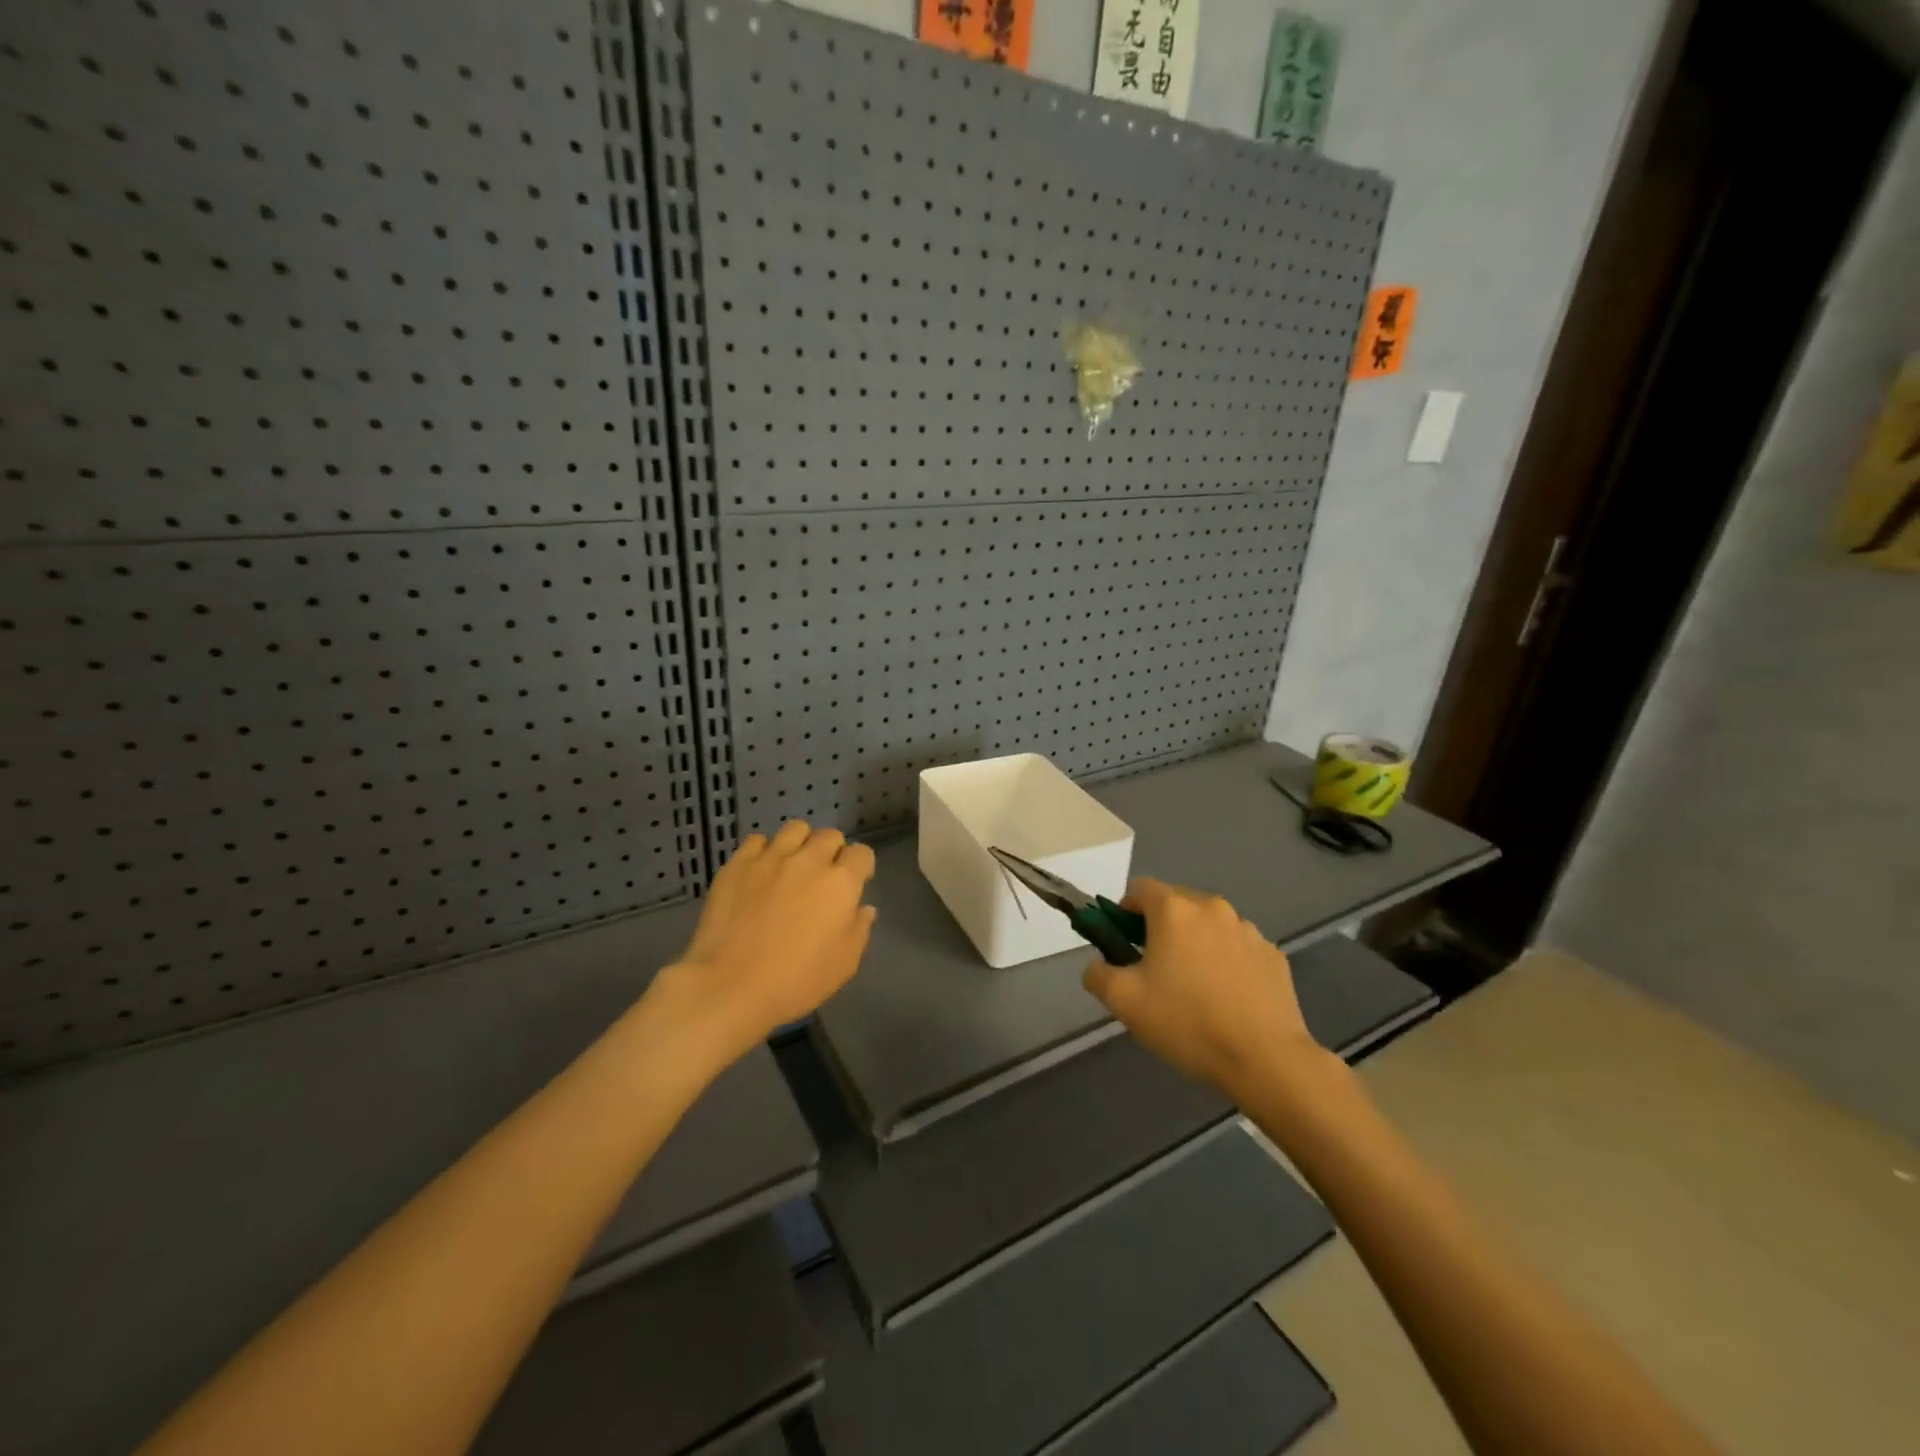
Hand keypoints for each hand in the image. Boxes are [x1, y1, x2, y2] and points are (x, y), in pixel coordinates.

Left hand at [653, 822, 876, 1067]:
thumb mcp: (844, 964)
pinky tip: (760, 872)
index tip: (855, 884)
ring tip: (792, 866)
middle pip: (830, 836)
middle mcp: (809, 860)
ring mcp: (771, 858)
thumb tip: (863, 908)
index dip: (861, 867)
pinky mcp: (738, 864)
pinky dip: (764, 851)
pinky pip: (757, 840)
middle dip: (832, 852)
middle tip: (822, 877)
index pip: (862, 853)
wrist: (729, 985)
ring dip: (800, 844)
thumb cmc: (796, 981)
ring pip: (795, 829)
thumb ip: (859, 929)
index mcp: (841, 883)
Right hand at [1083, 878, 1329, 1099]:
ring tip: (1195, 989)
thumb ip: (1098, 974)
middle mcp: (1212, 908)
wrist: (1265, 1060)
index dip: (1125, 912)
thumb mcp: (1124, 1002)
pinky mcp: (1273, 955)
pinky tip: (1227, 999)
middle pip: (1176, 904)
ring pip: (1209, 926)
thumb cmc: (1187, 1022)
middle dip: (1160, 928)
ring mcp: (1248, 930)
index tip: (1124, 945)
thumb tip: (1098, 965)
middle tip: (1154, 970)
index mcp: (1174, 910)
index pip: (1140, 889)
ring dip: (1196, 944)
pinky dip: (1227, 962)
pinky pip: (1238, 948)